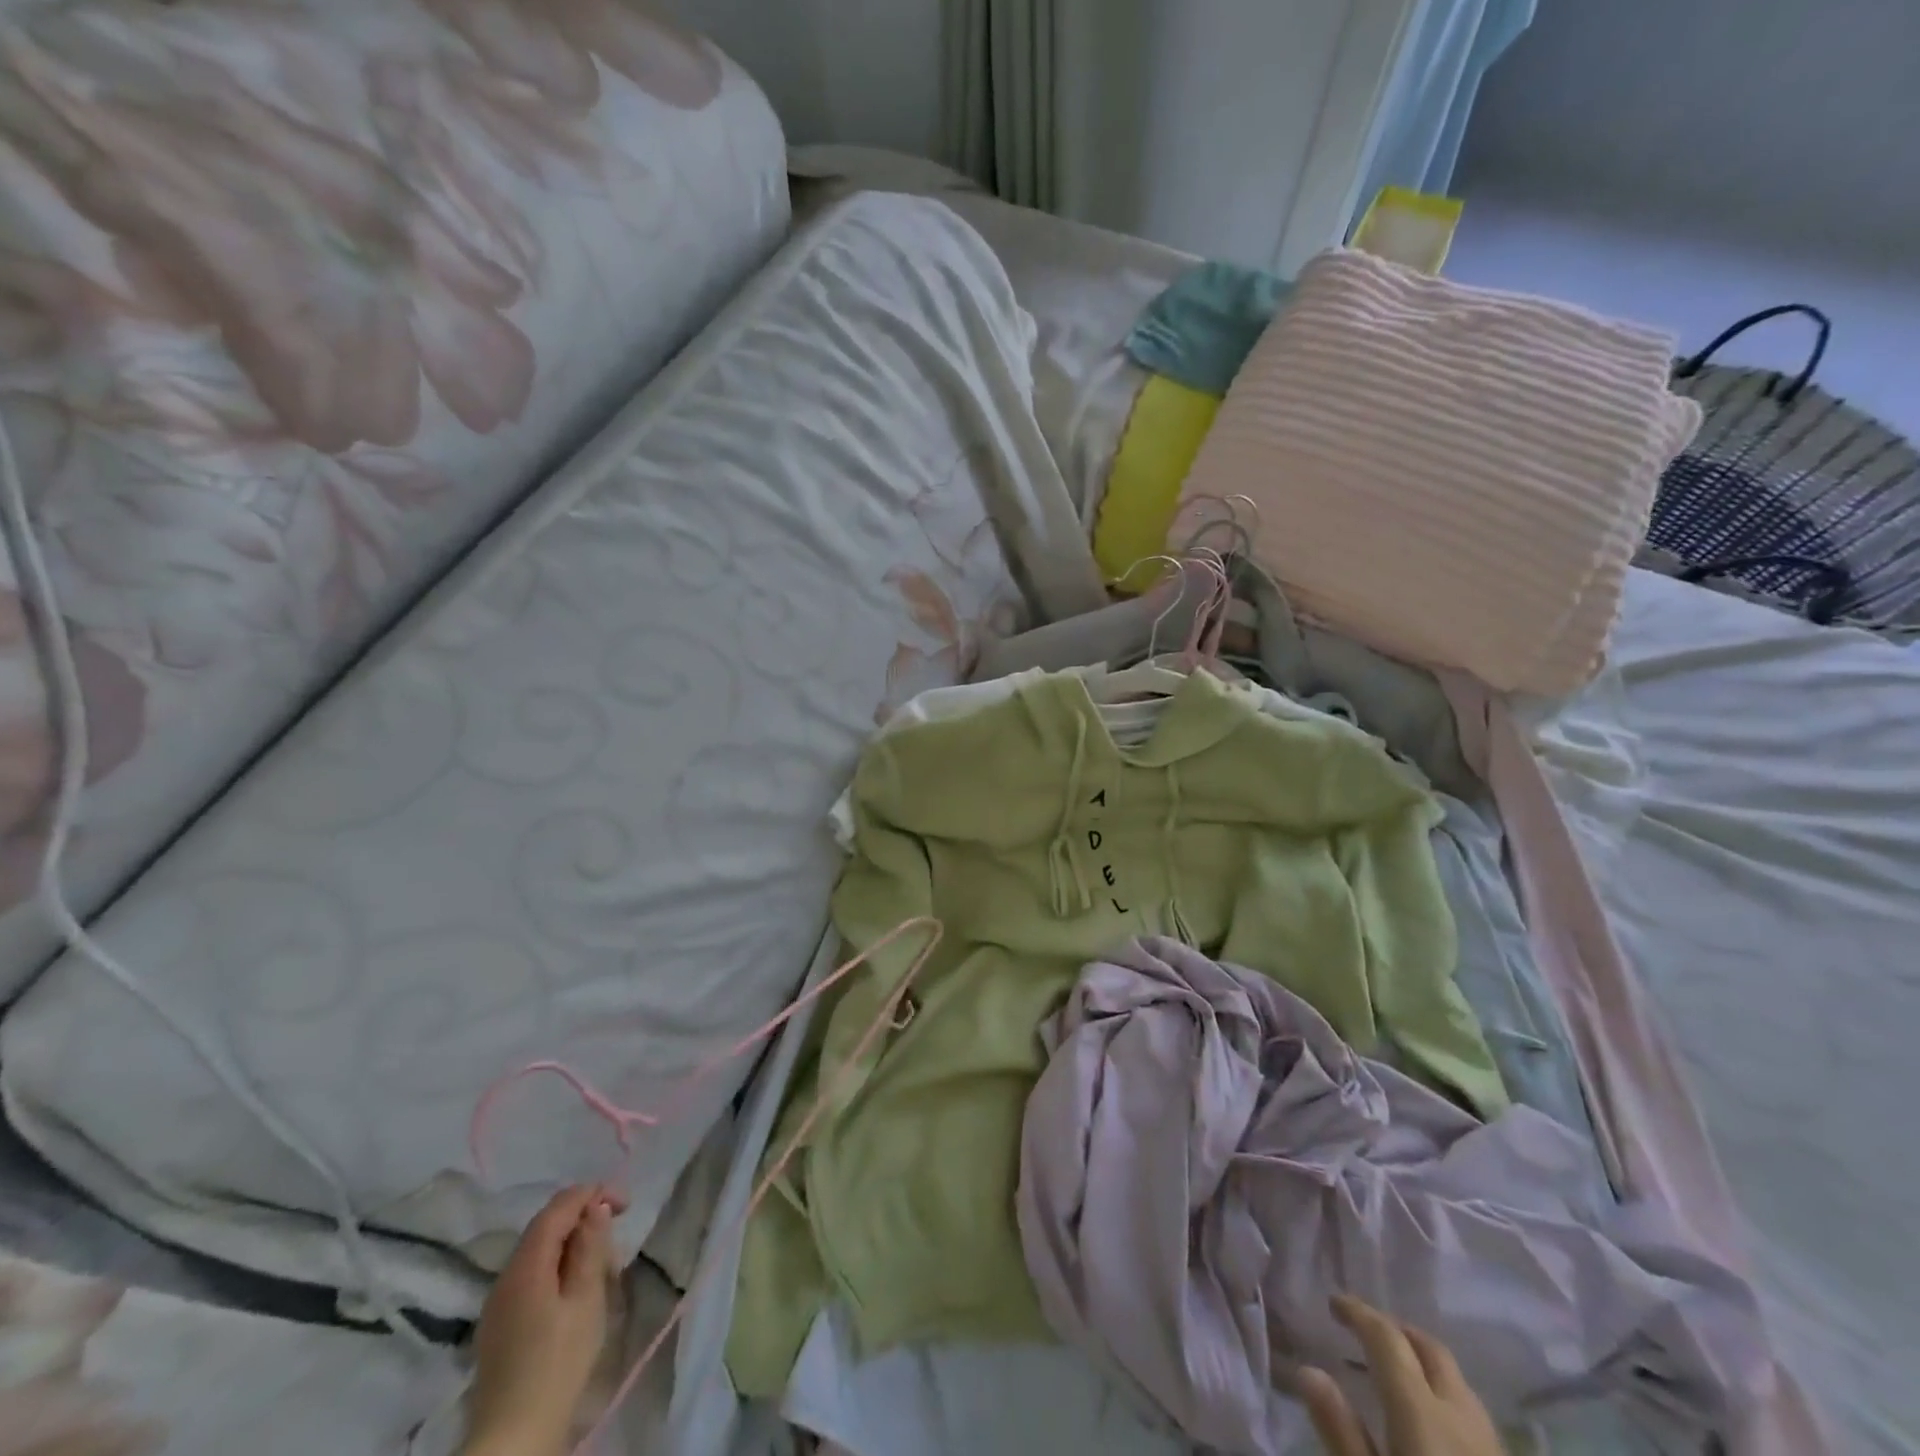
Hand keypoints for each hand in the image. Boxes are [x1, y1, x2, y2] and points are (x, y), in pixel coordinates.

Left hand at [463, 1184, 626, 1455]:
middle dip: (585, 1222)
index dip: (594, 1193)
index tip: (627, 1204)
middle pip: (547, 1227)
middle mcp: (506, 1275)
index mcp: (526, 1264)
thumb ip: (590, 1247)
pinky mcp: (500, 1325)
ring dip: (574, 1248)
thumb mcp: (586, 1299)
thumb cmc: (558, 1362)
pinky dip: (559, 1271)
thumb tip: (595, 1208)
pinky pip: (533, 1278)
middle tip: (617, 1244)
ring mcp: (499, 1302)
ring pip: (541, 1253)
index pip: (559, 1206)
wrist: (514, 1437)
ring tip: (603, 1273)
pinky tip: (577, 1296)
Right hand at [1299, 1294, 1505, 1455]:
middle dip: (1396, 1330)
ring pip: (1458, 1383)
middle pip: (1432, 1351)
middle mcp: (1462, 1418)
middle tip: (1364, 1329)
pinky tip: (1431, 1422)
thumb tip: (1310, 1371)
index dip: (1359, 1313)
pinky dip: (1444, 1396)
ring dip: (1424, 1363)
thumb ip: (1341, 1431)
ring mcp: (1493, 1450)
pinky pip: (1473, 1415)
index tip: (1334, 1304)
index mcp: (1423, 1412)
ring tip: (1395, 1371)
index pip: (1387, 1339)